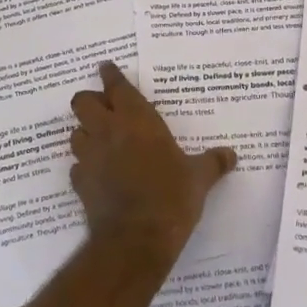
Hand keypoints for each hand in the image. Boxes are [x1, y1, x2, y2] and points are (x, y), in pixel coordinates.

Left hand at [69, 62, 235, 263]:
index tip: (106, 68)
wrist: (136, 238)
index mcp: (137, 120)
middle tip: (103, 105)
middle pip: (82, 101)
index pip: (116, 86)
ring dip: (84, 132)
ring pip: (75, 132)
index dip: (110, 74)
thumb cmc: (171, 197)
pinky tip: (97, 173)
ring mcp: (90, 157)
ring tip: (99, 139)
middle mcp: (108, 131)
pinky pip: (77, 165)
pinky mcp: (80, 182)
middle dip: (89, 100)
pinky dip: (85, 165)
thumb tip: (231, 155)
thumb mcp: (199, 178)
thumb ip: (213, 162)